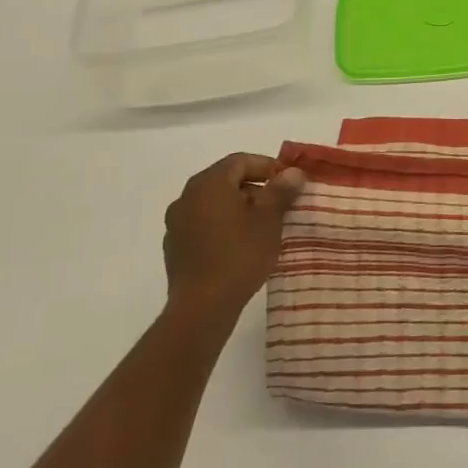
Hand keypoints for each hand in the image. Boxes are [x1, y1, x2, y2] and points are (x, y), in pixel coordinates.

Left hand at [161, 153, 305, 315]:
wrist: (202, 307)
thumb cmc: (239, 254)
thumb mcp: (269, 219)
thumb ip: (281, 190)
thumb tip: (293, 172)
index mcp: (208, 184)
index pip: (240, 161)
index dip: (268, 167)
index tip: (289, 183)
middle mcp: (186, 197)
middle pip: (226, 181)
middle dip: (255, 189)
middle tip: (279, 205)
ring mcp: (176, 224)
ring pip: (214, 205)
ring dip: (239, 209)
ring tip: (263, 228)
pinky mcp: (175, 248)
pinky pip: (203, 226)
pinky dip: (223, 227)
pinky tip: (240, 247)